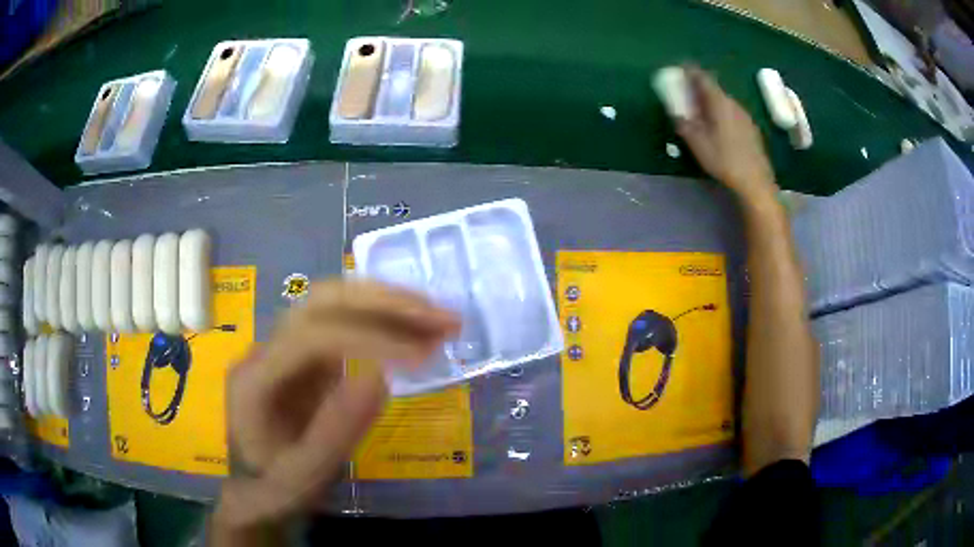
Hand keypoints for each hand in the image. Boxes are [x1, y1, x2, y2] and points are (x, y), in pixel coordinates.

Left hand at [214, 280, 459, 532]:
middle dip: (385, 303)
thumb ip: (335, 432)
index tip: (422, 355)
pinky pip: (344, 326)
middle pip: (321, 303)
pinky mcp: (305, 359)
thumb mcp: (304, 476)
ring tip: (442, 322)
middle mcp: (266, 350)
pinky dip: (384, 323)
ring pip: (334, 305)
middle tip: (442, 319)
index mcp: (255, 378)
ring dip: (390, 306)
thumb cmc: (276, 488)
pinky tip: (416, 332)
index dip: (368, 337)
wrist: (256, 490)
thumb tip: (379, 377)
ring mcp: (285, 349)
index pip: (310, 336)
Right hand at [676, 67, 777, 202]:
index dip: (690, 70)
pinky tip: (719, 126)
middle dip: (700, 87)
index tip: (680, 67)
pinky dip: (721, 112)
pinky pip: (732, 112)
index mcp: (719, 102)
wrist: (756, 182)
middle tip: (687, 91)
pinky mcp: (751, 129)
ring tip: (702, 109)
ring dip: (711, 101)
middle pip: (715, 88)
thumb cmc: (724, 161)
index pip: (703, 78)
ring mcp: (745, 116)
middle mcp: (734, 103)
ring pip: (724, 101)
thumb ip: (684, 124)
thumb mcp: (697, 144)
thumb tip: (676, 113)